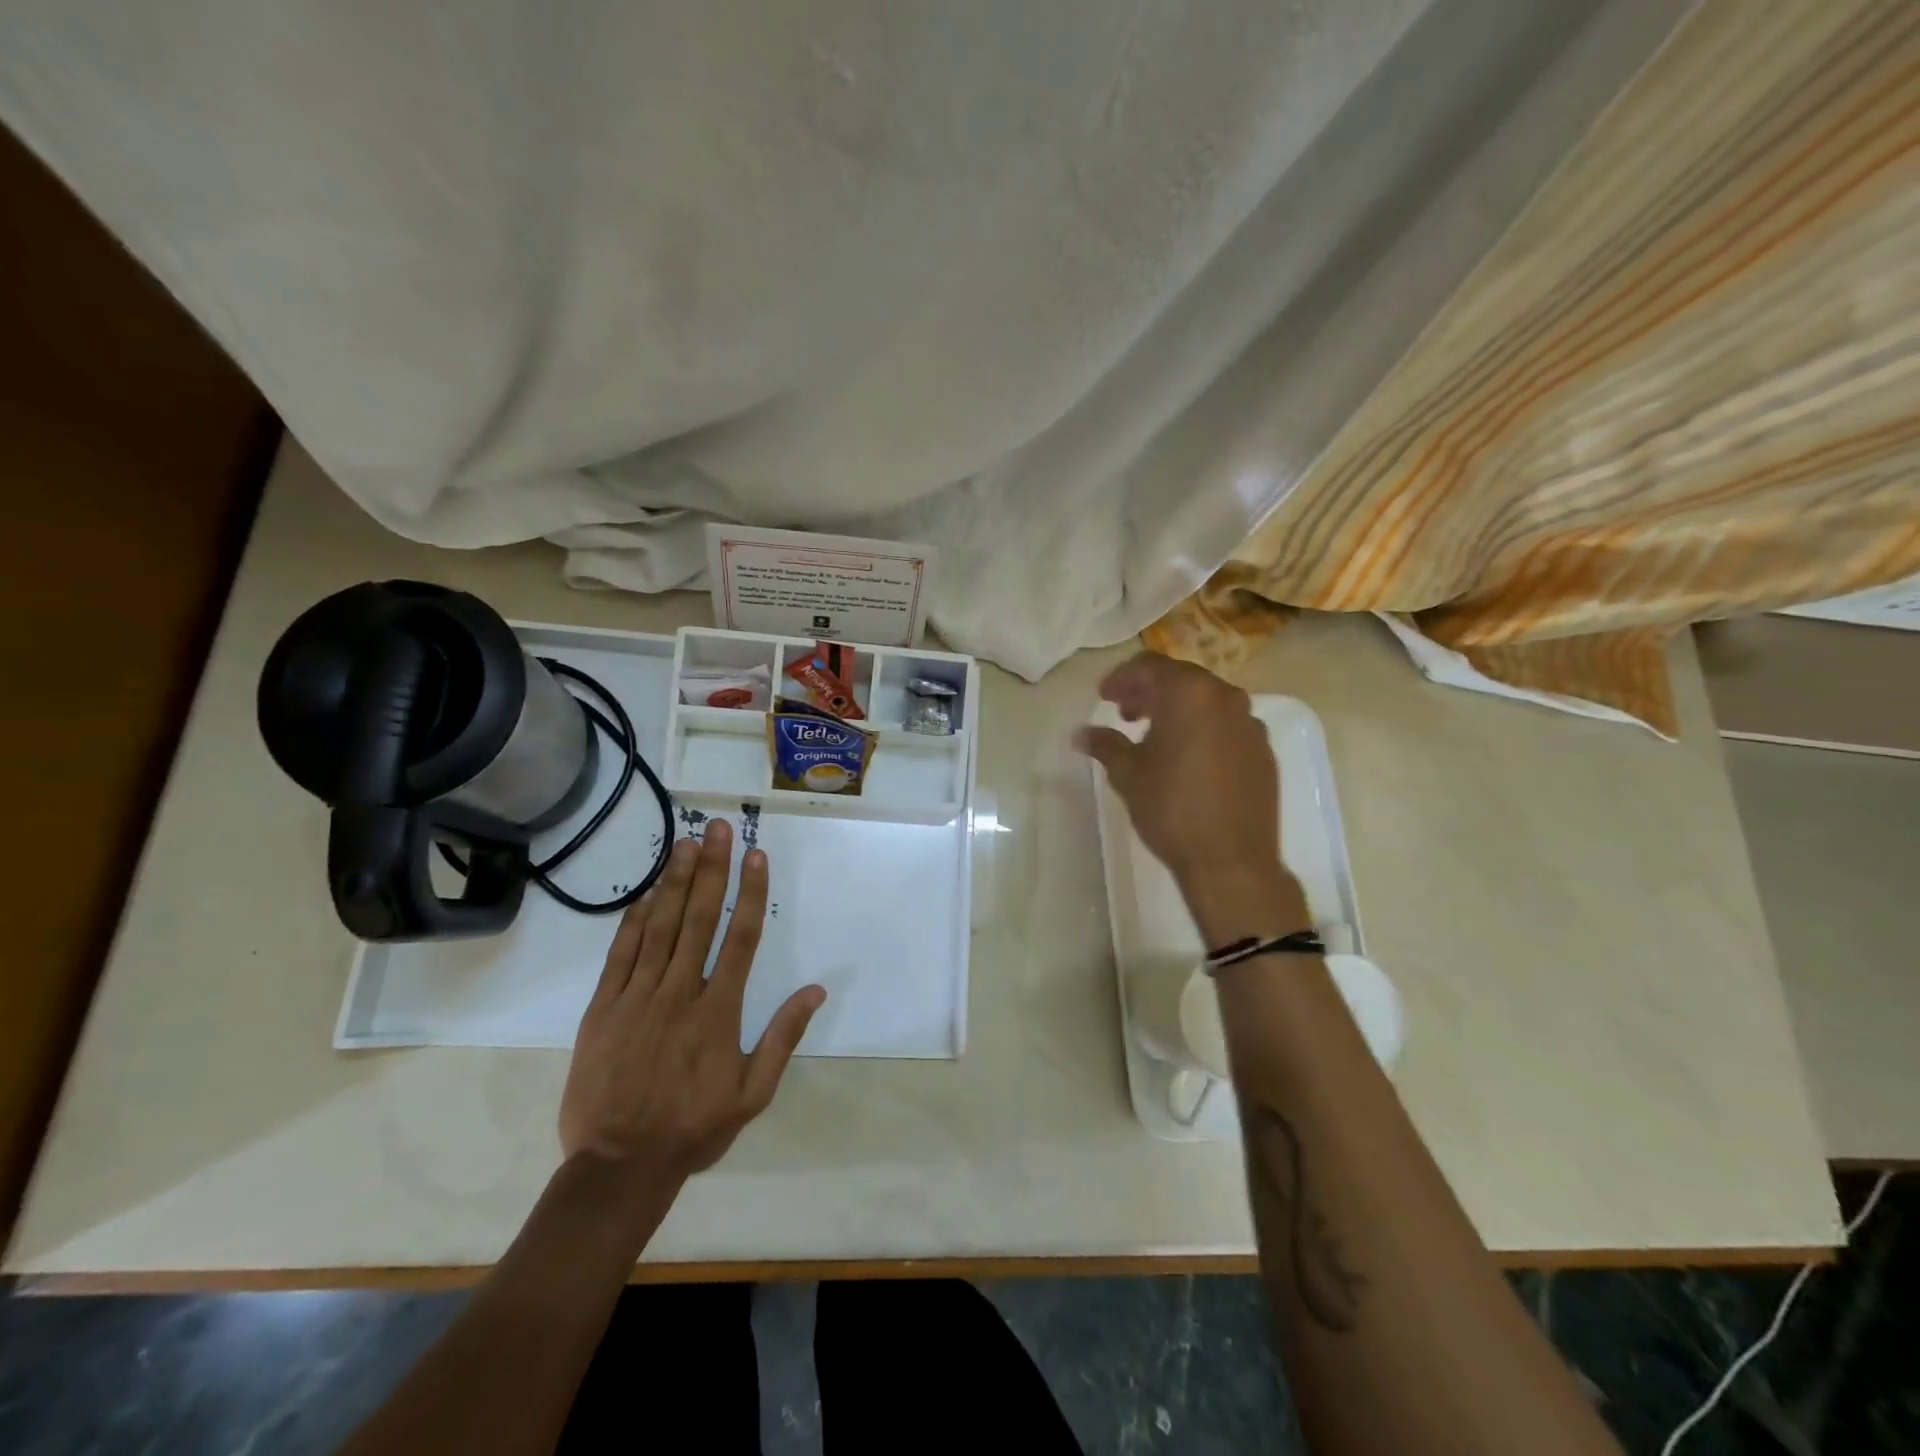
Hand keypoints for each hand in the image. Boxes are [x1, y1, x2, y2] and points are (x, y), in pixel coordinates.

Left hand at [559, 820, 824, 1186]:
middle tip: (717, 827)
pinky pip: (621, 956)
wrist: (618, 1167)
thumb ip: (783, 1038)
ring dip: (673, 882)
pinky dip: (633, 922)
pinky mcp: (602, 1010)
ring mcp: (637, 998)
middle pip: (699, 919)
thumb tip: (816, 989)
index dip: (751, 893)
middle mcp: (680, 993)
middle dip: (711, 869)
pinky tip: (644, 894)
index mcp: (719, 1011)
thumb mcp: (752, 1094)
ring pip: (659, 928)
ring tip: (685, 844)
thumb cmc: (693, 1129)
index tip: (756, 856)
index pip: (741, 938)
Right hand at [1075, 652, 1283, 890]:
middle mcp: (1226, 698)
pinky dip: (1203, 730)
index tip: (1103, 696)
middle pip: (1181, 680)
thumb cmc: (1171, 808)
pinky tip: (1187, 759)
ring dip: (1177, 710)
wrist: (1231, 860)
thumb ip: (1105, 744)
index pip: (1150, 666)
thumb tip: (1081, 734)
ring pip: (1207, 702)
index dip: (1122, 678)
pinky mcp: (1264, 751)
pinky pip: (1227, 726)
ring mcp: (1251, 724)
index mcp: (1190, 694)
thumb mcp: (1128, 773)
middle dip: (1149, 692)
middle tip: (1124, 713)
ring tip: (1153, 737)